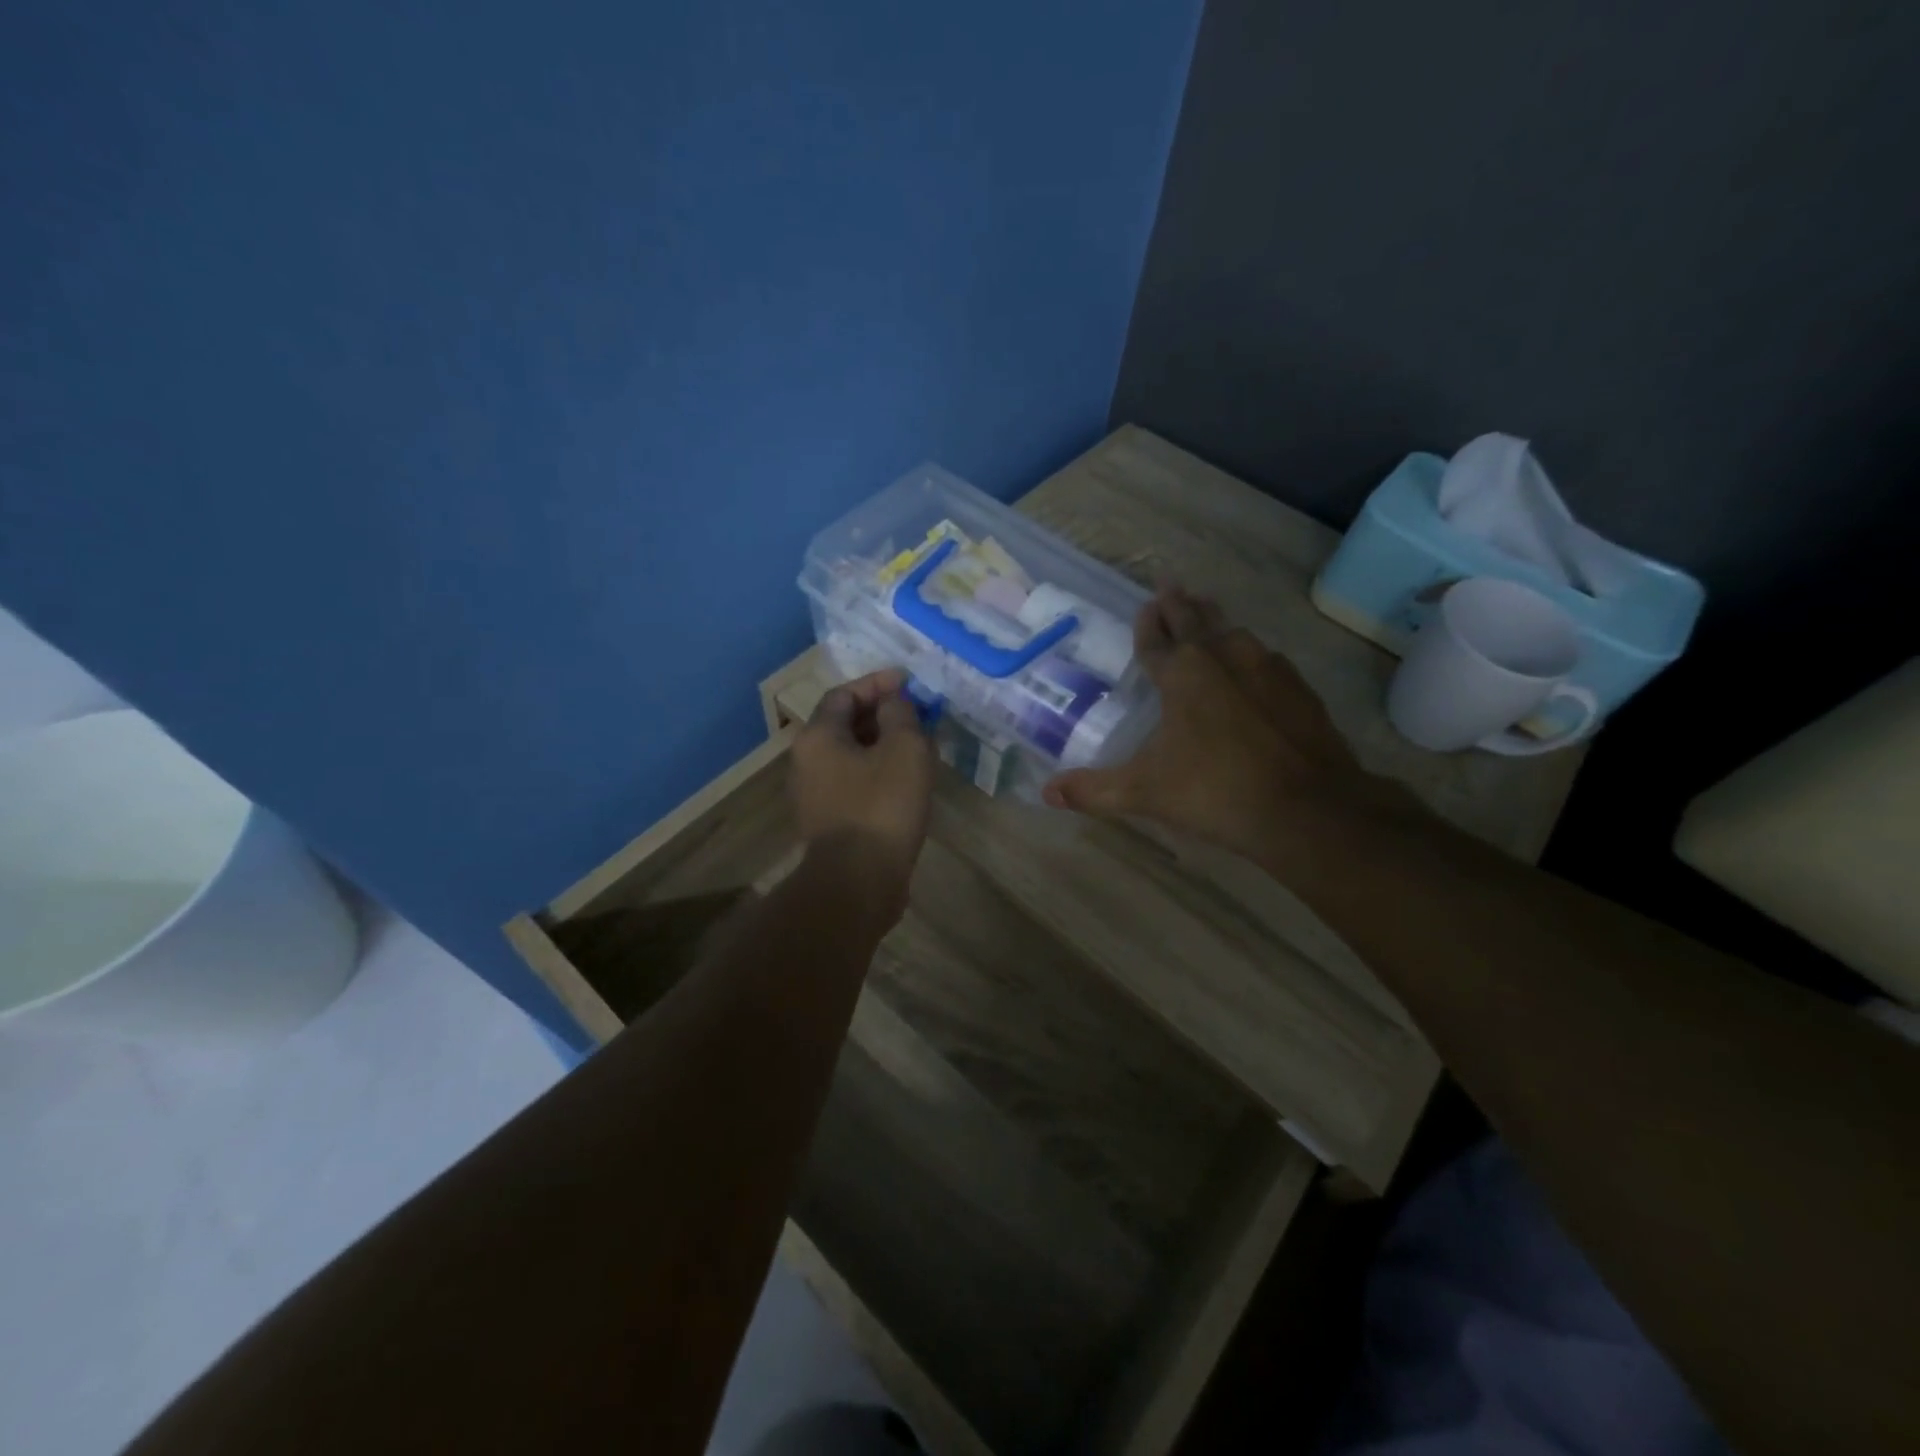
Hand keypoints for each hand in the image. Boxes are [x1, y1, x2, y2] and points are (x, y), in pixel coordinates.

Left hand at [792, 668, 934, 887]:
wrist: (857, 881)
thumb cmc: (881, 806)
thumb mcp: (903, 749)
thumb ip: (900, 714)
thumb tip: (893, 702)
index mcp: (818, 737)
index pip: (844, 694)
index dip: (878, 684)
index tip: (909, 683)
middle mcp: (806, 761)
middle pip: (844, 724)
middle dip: (882, 714)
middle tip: (917, 715)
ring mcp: (814, 795)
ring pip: (850, 756)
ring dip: (882, 745)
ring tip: (918, 747)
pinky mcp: (829, 822)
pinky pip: (854, 783)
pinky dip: (878, 773)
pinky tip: (906, 783)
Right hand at [1043, 587, 1409, 861]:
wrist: (1308, 807)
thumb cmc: (1215, 791)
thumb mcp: (1145, 792)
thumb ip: (1094, 790)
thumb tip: (1047, 793)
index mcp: (1182, 674)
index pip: (1156, 639)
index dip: (1147, 623)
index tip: (1145, 603)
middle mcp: (1223, 657)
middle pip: (1196, 620)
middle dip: (1179, 604)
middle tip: (1171, 584)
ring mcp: (1267, 668)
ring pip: (1233, 631)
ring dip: (1215, 619)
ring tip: (1208, 609)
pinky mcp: (1299, 688)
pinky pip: (1265, 656)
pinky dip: (1250, 651)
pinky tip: (1254, 660)